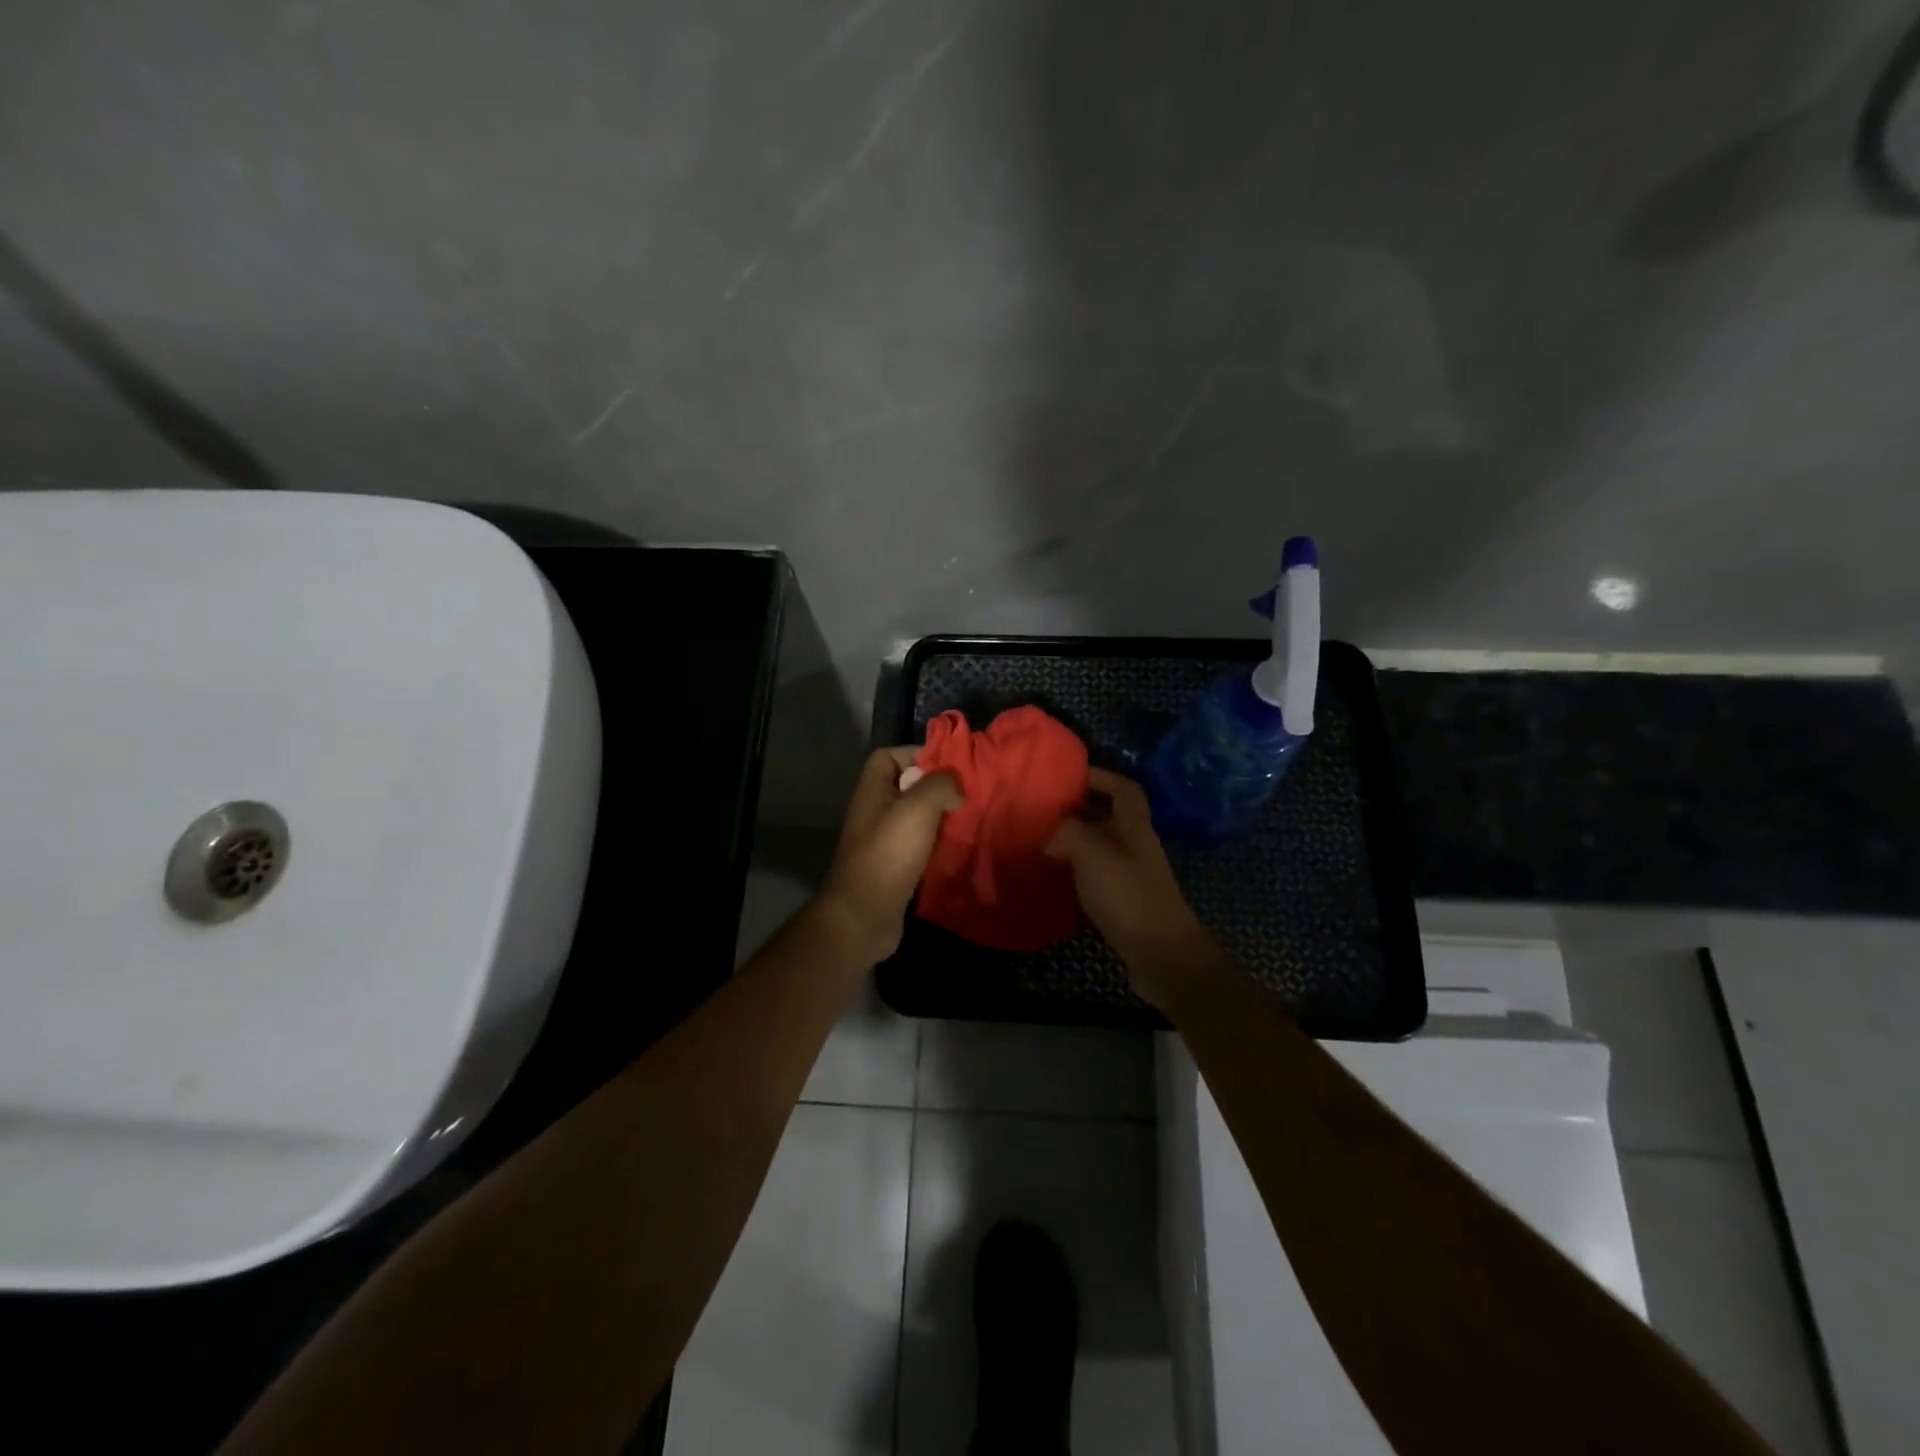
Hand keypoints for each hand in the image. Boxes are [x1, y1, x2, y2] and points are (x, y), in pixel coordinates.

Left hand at [819, 746, 962, 962]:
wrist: (864, 917)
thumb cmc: (888, 855)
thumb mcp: (917, 809)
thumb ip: (939, 785)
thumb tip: (955, 786)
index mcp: (872, 791)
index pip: (889, 756)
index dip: (917, 753)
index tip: (949, 766)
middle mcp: (874, 812)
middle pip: (906, 787)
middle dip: (936, 787)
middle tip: (967, 794)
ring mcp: (882, 842)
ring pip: (915, 818)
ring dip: (940, 818)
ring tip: (968, 819)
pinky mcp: (894, 868)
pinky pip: (919, 846)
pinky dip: (937, 845)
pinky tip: (958, 848)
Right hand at [1046, 768, 1215, 1010]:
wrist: (1163, 956)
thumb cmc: (1130, 897)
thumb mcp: (1094, 855)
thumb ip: (1069, 833)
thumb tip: (1050, 835)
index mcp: (1135, 827)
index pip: (1124, 789)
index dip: (1101, 776)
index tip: (1070, 774)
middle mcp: (1136, 846)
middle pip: (1111, 816)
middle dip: (1081, 807)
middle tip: (1046, 808)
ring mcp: (1133, 875)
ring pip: (1103, 846)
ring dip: (1076, 839)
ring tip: (1042, 839)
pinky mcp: (1125, 902)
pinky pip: (1098, 874)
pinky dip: (1077, 869)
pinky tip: (1056, 877)